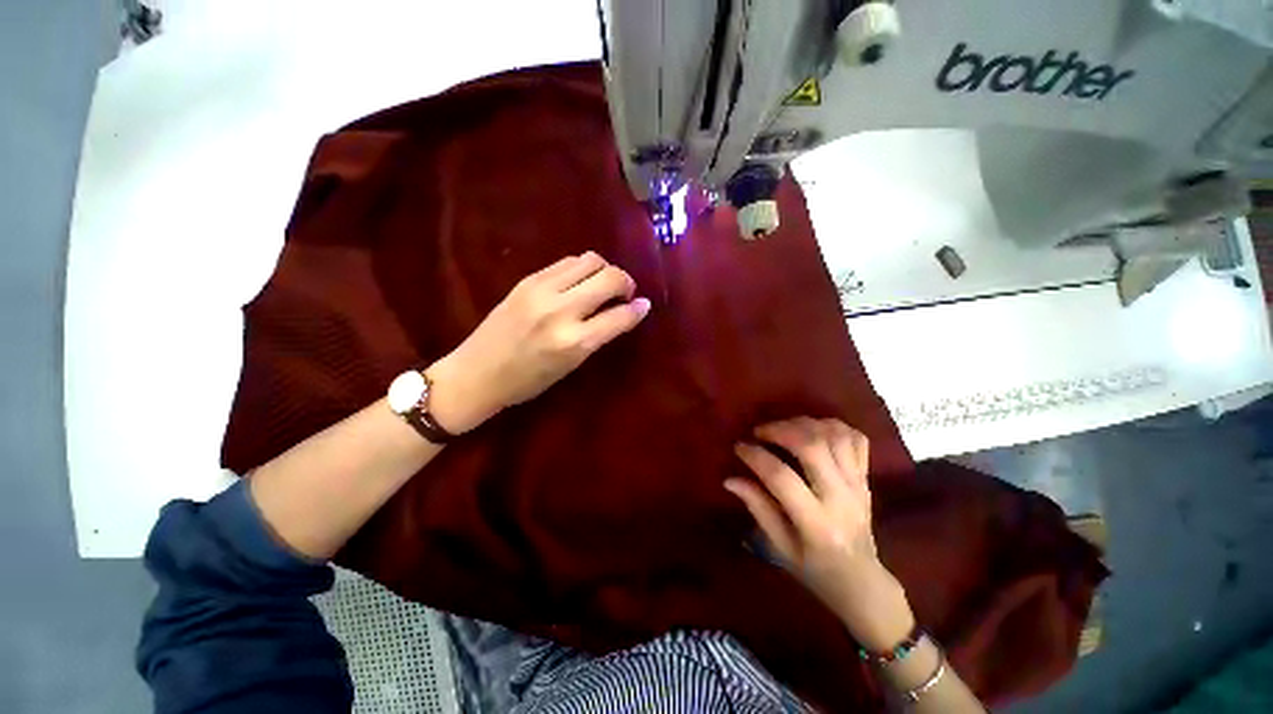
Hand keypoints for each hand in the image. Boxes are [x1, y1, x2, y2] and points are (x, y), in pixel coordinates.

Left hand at [427, 252, 650, 433]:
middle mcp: (561, 310)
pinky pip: (567, 262)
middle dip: (626, 282)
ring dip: (605, 271)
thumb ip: (600, 336)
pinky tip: (579, 283)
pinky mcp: (528, 279)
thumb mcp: (571, 366)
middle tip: (624, 294)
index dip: (638, 309)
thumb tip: (628, 312)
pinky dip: (582, 269)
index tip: (644, 306)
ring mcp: (542, 290)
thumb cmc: (528, 381)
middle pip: (609, 277)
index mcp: (574, 342)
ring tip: (602, 286)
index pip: (620, 316)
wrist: (476, 372)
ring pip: (590, 260)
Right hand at [725, 418, 912, 649]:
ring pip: (835, 436)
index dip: (756, 456)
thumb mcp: (779, 547)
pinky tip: (814, 429)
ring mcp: (858, 485)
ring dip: (805, 424)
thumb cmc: (814, 569)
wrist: (862, 582)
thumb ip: (757, 508)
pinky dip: (834, 426)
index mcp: (816, 523)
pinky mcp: (866, 478)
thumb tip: (729, 479)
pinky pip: (856, 439)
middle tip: (760, 431)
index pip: (782, 478)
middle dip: (781, 430)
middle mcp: (840, 498)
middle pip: (813, 447)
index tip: (739, 447)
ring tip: (784, 427)